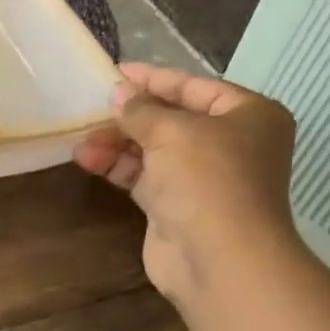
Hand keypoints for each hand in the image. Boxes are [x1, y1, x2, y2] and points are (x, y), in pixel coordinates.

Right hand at [74, 63, 298, 302]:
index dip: (154, 79)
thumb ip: (141, 110)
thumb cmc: (207, 180)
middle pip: (172, 119)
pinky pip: (144, 177)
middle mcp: (229, 144)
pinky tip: (88, 159)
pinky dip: (118, 167)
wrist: (218, 259)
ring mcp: (202, 178)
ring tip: (81, 141)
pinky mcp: (176, 206)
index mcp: (248, 115)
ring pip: (153, 150)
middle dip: (130, 116)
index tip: (116, 71)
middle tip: (93, 109)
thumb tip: (118, 94)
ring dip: (117, 143)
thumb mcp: (172, 131)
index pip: (195, 87)